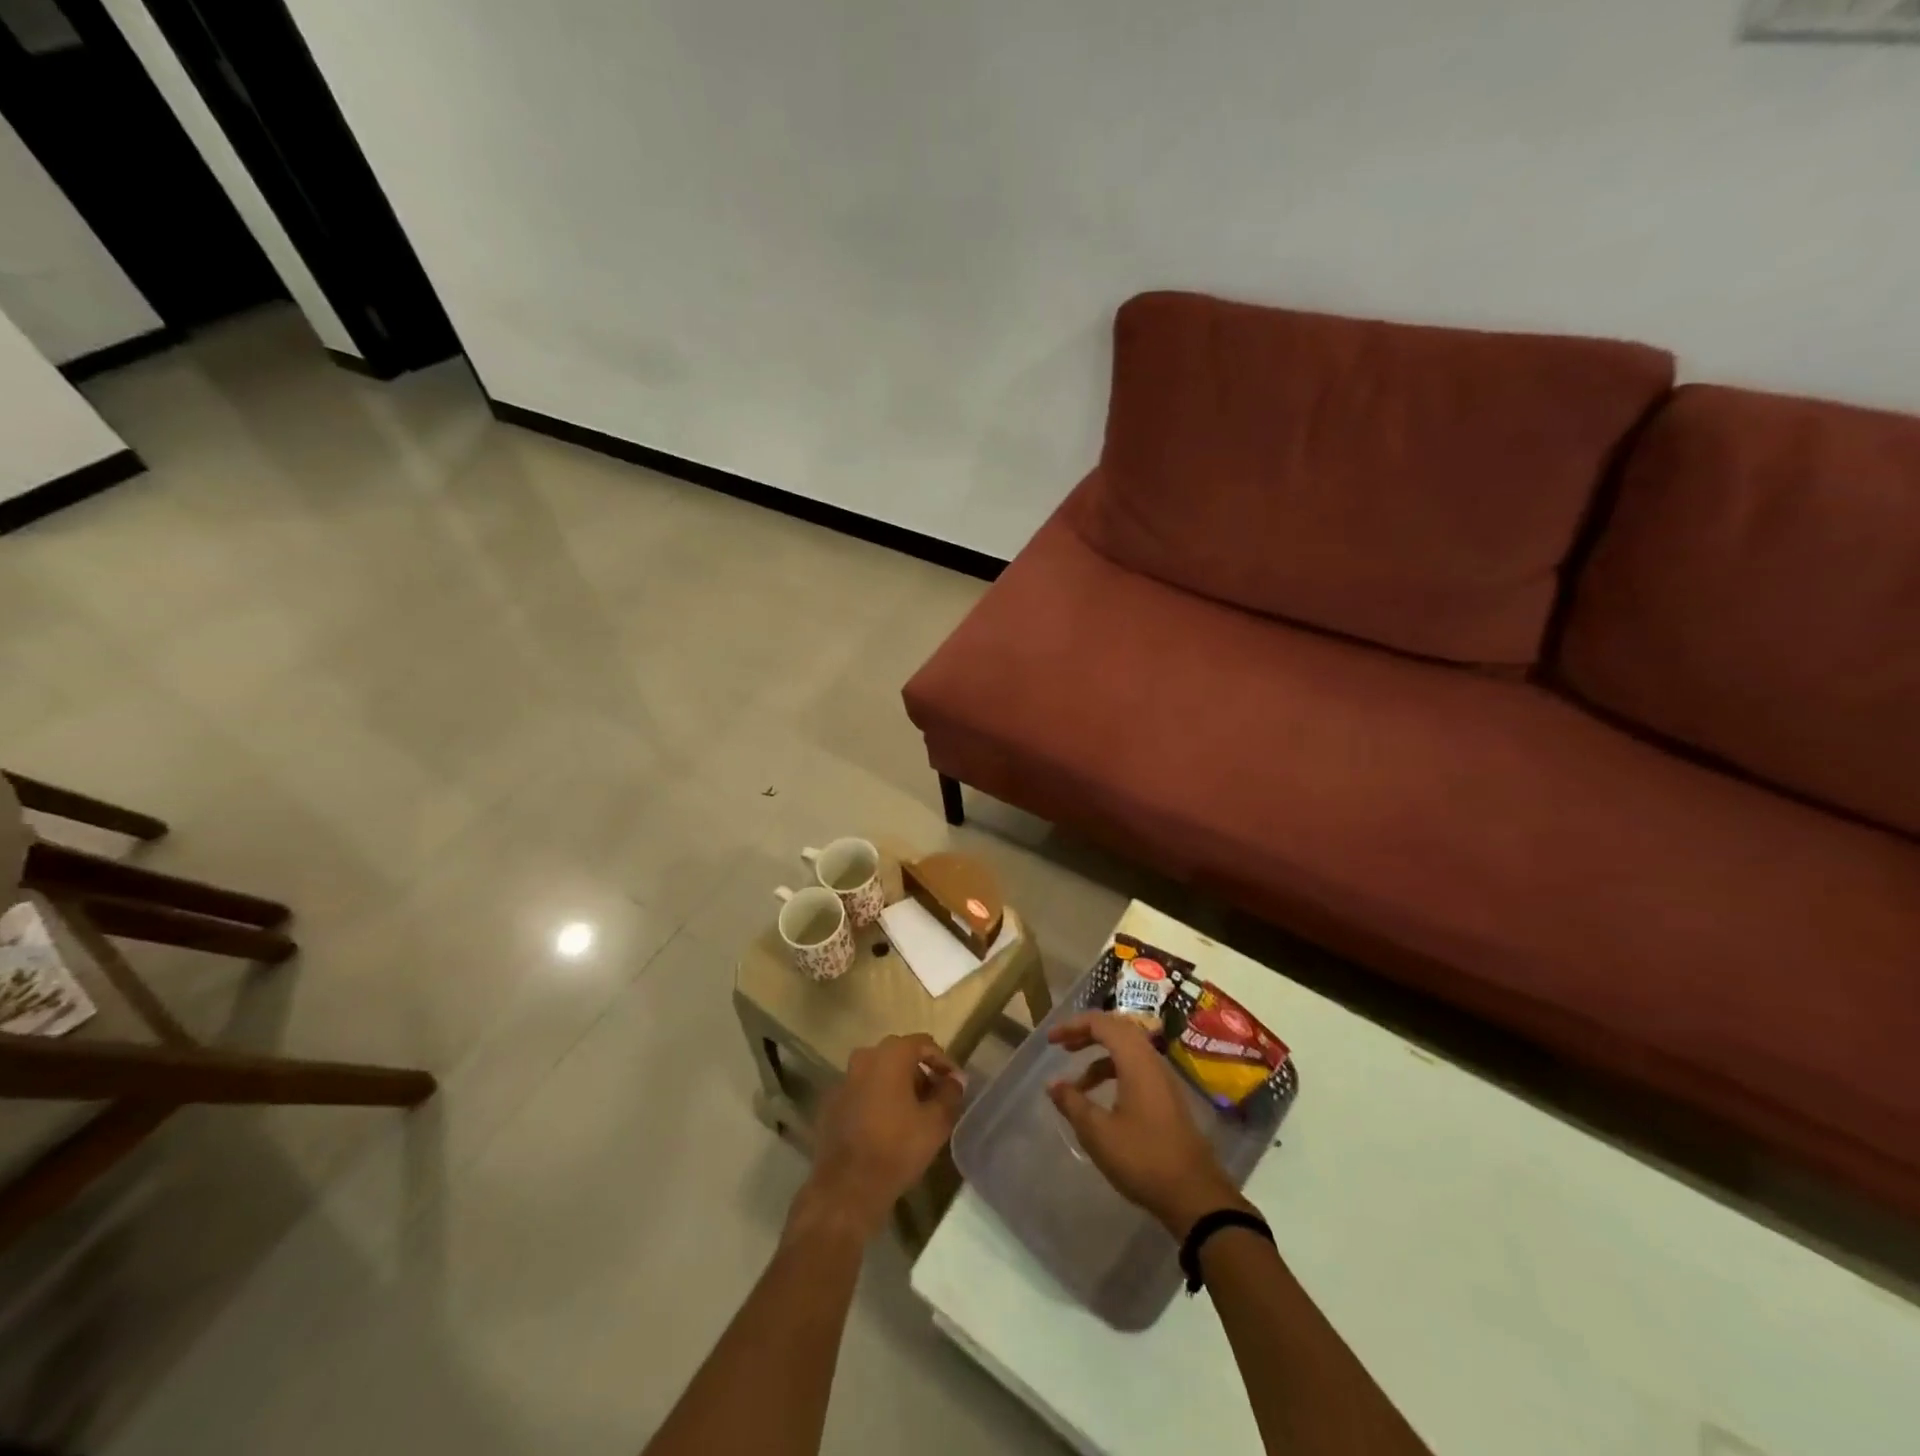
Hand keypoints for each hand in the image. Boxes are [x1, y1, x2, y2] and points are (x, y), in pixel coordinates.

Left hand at [790, 1033, 965, 1242]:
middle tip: (936, 1099)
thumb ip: (950, 1094)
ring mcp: (843, 1080)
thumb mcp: (936, 1122)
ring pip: (878, 1074)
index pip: (923, 1043)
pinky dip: (876, 1101)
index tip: (955, 1084)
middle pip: (899, 1056)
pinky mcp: (830, 1104)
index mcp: (890, 1055)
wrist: (846, 1188)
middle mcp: (863, 1058)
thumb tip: (956, 1080)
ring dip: (897, 1087)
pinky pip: (861, 1092)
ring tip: (913, 1115)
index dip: (943, 1062)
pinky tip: (886, 1127)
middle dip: (920, 1074)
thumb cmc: (896, 1148)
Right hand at [1047, 1012, 1248, 1237]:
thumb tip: (1052, 1084)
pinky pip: (1137, 1069)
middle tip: (1063, 1047)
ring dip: (1100, 1058)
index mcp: (1136, 1060)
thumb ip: (1072, 1103)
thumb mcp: (1098, 1133)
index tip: (1051, 1041)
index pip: (1102, 1024)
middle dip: (1087, 1034)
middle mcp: (1152, 1061)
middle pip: (1117, 1030)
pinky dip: (1115, 1073)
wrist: (1195, 1196)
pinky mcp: (1168, 1098)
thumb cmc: (1143, 1158)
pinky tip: (1102, 1100)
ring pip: (1128, 1051)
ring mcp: (1164, 1079)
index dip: (1073, 1026)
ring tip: (1077, 1084)